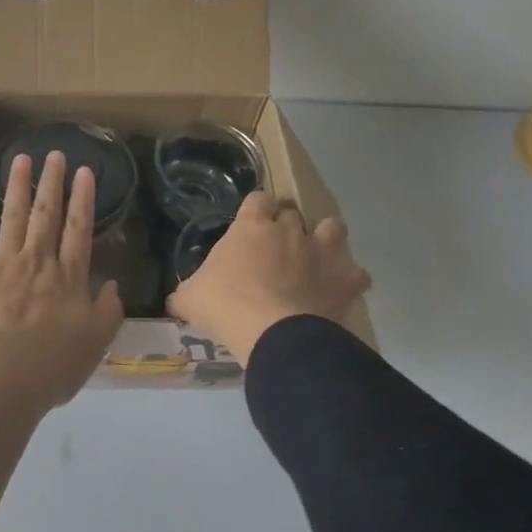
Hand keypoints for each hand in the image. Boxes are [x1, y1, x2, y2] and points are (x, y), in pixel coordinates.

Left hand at [0, 150, 124, 409]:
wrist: (2, 375)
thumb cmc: (53, 364)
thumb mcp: (96, 342)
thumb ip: (109, 311)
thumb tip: (113, 285)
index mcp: (68, 277)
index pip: (79, 229)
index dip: (83, 199)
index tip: (85, 172)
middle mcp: (37, 261)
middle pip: (46, 214)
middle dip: (52, 182)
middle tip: (54, 154)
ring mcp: (3, 264)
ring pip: (12, 217)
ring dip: (16, 187)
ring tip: (20, 160)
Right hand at [166, 192, 370, 361]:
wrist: (273, 332)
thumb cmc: (225, 305)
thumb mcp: (191, 298)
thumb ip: (185, 293)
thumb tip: (174, 301)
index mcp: (251, 227)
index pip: (257, 199)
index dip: (255, 210)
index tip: (251, 225)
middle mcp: (289, 230)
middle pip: (293, 212)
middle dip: (287, 225)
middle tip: (277, 248)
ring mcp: (321, 253)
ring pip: (333, 227)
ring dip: (327, 238)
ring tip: (316, 257)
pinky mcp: (344, 281)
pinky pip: (357, 273)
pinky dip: (349, 280)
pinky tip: (338, 290)